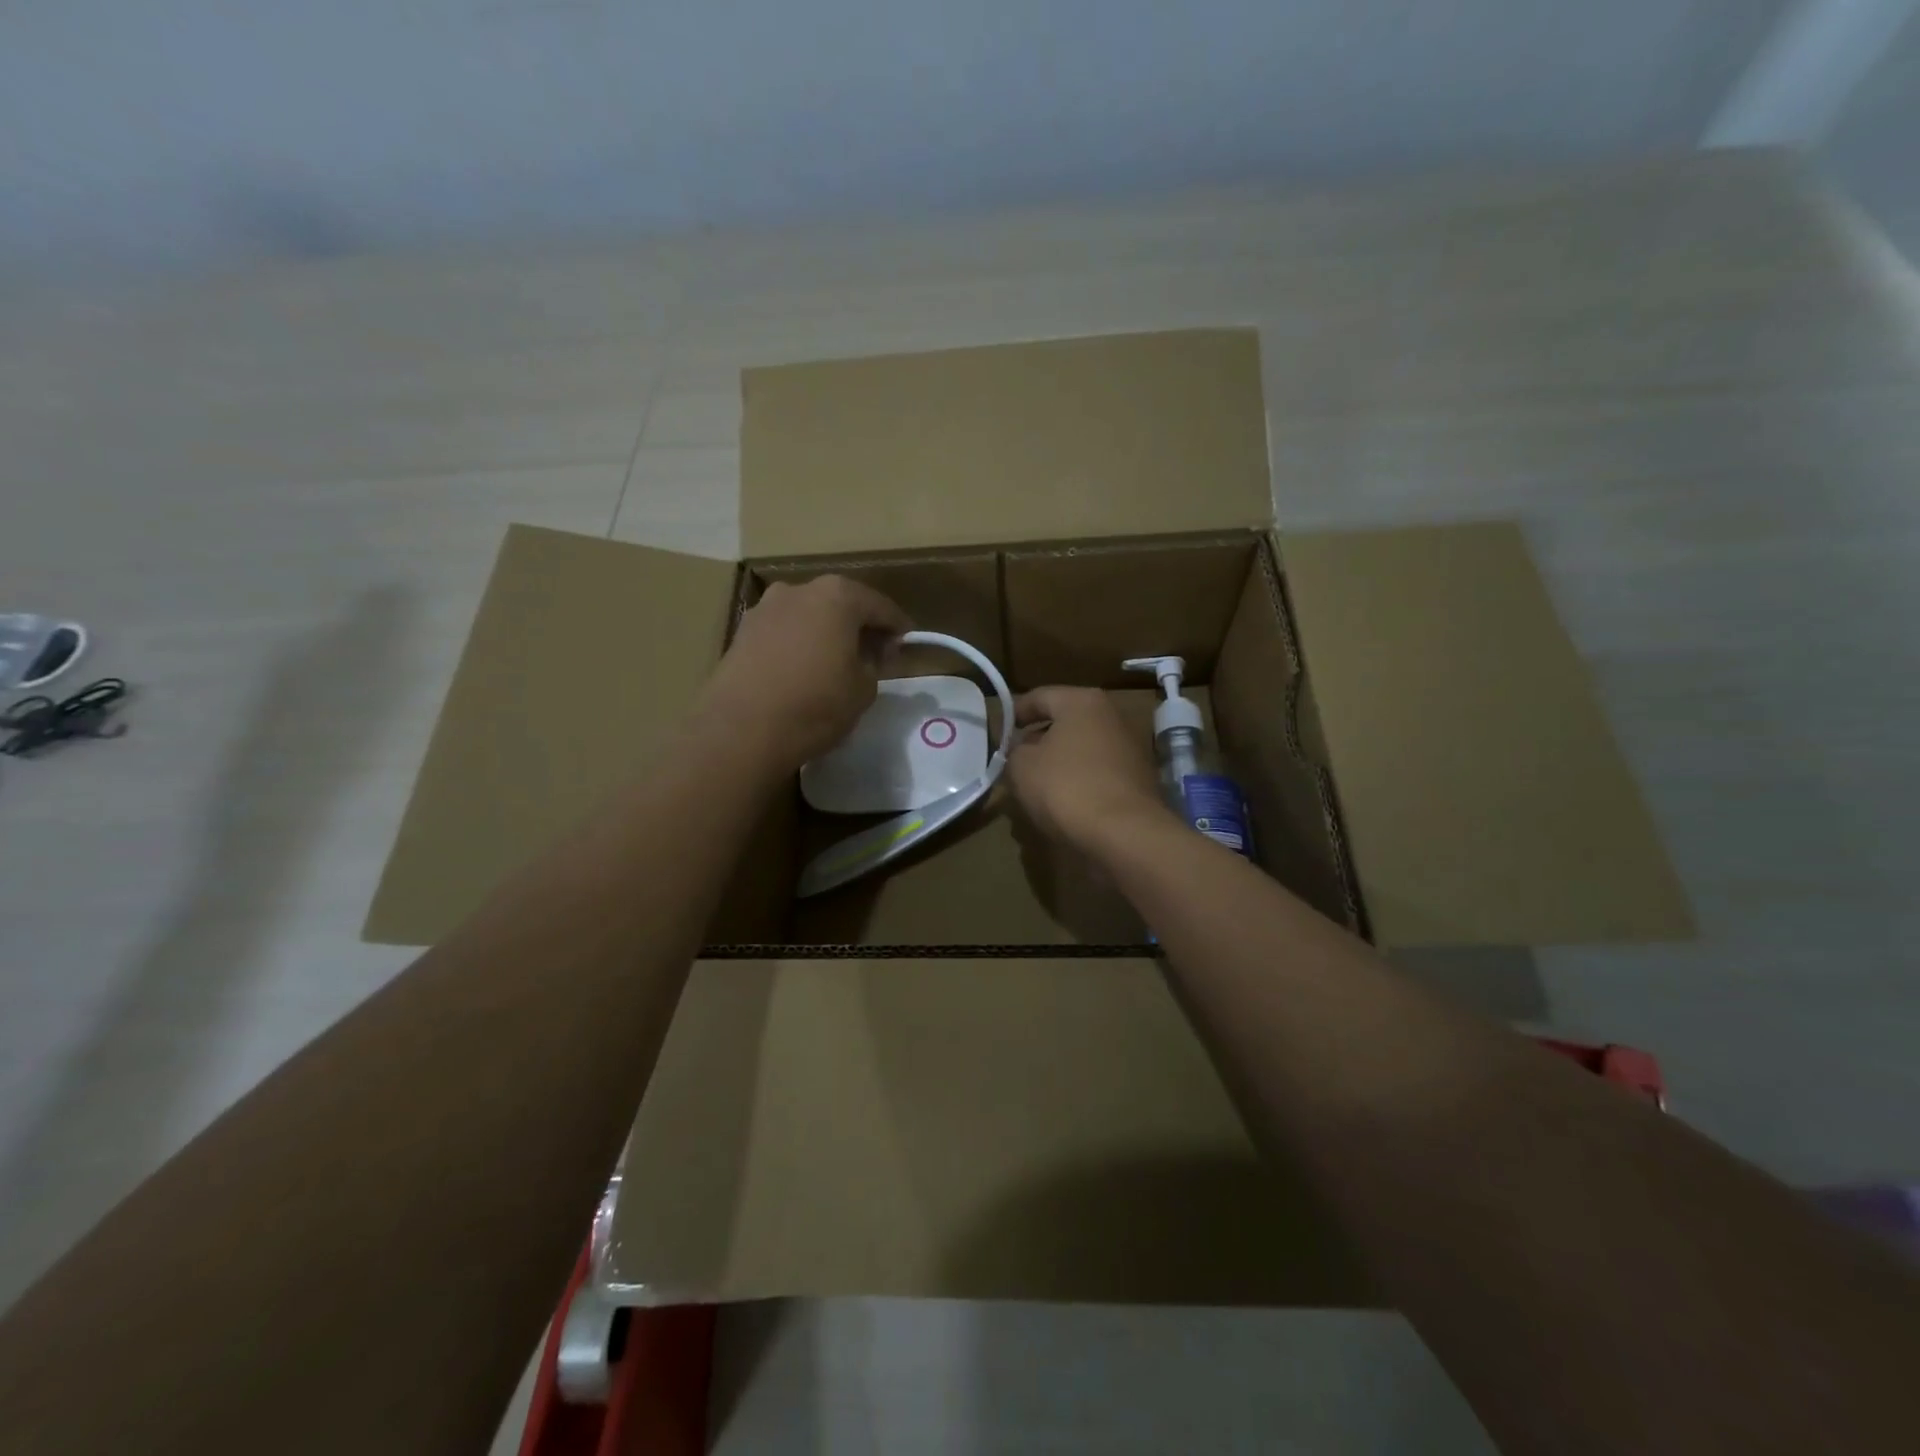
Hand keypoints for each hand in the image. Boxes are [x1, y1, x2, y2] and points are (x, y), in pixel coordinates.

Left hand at [696, 575, 910, 773]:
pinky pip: (783, 633)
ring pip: (808, 616)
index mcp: (837, 596)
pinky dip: (799, 644)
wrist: (742, 729)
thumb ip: (874, 664)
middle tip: (874, 653)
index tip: (906, 643)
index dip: (897, 626)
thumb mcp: (864, 689)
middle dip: (859, 626)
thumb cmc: (815, 704)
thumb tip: (868, 655)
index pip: (880, 606)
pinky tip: (804, 669)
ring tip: (836, 662)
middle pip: (840, 604)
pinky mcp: (741, 633)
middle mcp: (798, 590)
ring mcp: (765, 609)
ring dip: (825, 633)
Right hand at [1008, 686, 1172, 856]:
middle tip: (1014, 760)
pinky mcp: (1137, 779)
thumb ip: (1014, 750)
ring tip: (1035, 786)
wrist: (1124, 833)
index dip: (1015, 713)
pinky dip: (1079, 782)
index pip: (1039, 696)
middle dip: (1038, 740)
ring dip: (1058, 763)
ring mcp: (1129, 748)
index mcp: (1082, 701)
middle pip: (1064, 722)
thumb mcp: (1021, 766)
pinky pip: (1097, 773)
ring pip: (1081, 749)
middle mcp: (1111, 716)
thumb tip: (1023, 749)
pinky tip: (1063, 803)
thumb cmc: (1066, 787)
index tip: (999, 733)